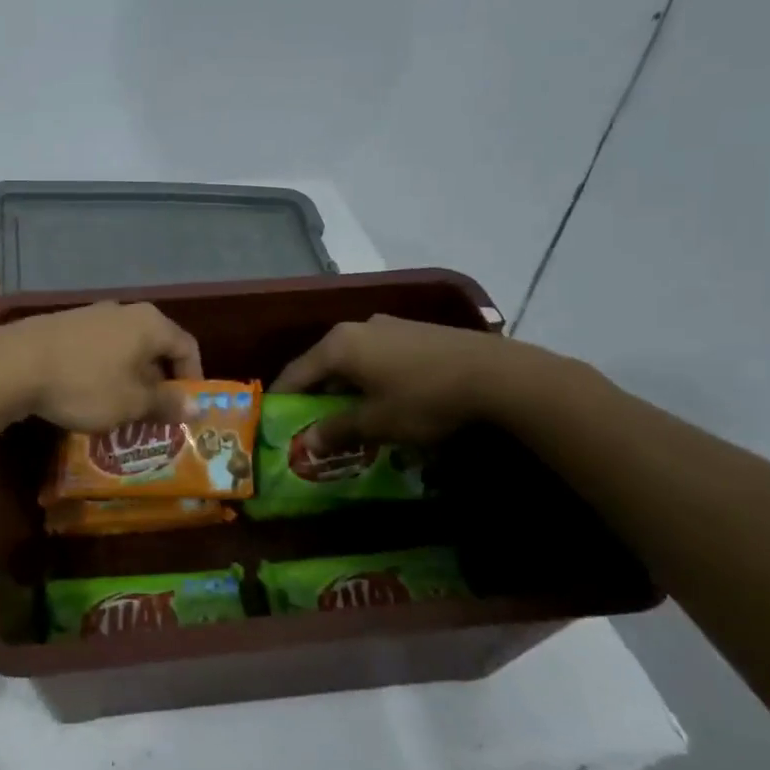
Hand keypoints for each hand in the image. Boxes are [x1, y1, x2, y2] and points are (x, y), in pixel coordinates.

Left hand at [0, 303, 202, 431]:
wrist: (14, 364)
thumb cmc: (85, 384)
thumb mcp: (131, 403)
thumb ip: (166, 404)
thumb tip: (196, 407)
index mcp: (150, 323)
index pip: (187, 347)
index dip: (192, 379)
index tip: (184, 410)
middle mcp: (124, 311)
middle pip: (154, 347)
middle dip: (157, 384)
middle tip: (152, 417)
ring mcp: (91, 315)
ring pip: (124, 350)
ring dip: (128, 380)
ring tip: (119, 412)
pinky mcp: (64, 326)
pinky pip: (97, 351)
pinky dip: (102, 373)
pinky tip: (86, 396)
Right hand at [270, 314, 543, 447]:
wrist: (497, 374)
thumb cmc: (425, 399)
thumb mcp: (377, 422)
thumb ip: (337, 430)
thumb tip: (305, 443)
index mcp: (338, 346)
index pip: (295, 373)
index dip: (281, 398)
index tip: (272, 421)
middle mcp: (356, 328)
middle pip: (322, 363)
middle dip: (314, 393)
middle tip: (310, 422)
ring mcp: (387, 326)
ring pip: (351, 358)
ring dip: (344, 385)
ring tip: (347, 413)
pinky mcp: (413, 331)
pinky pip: (376, 354)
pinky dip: (368, 376)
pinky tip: (383, 396)